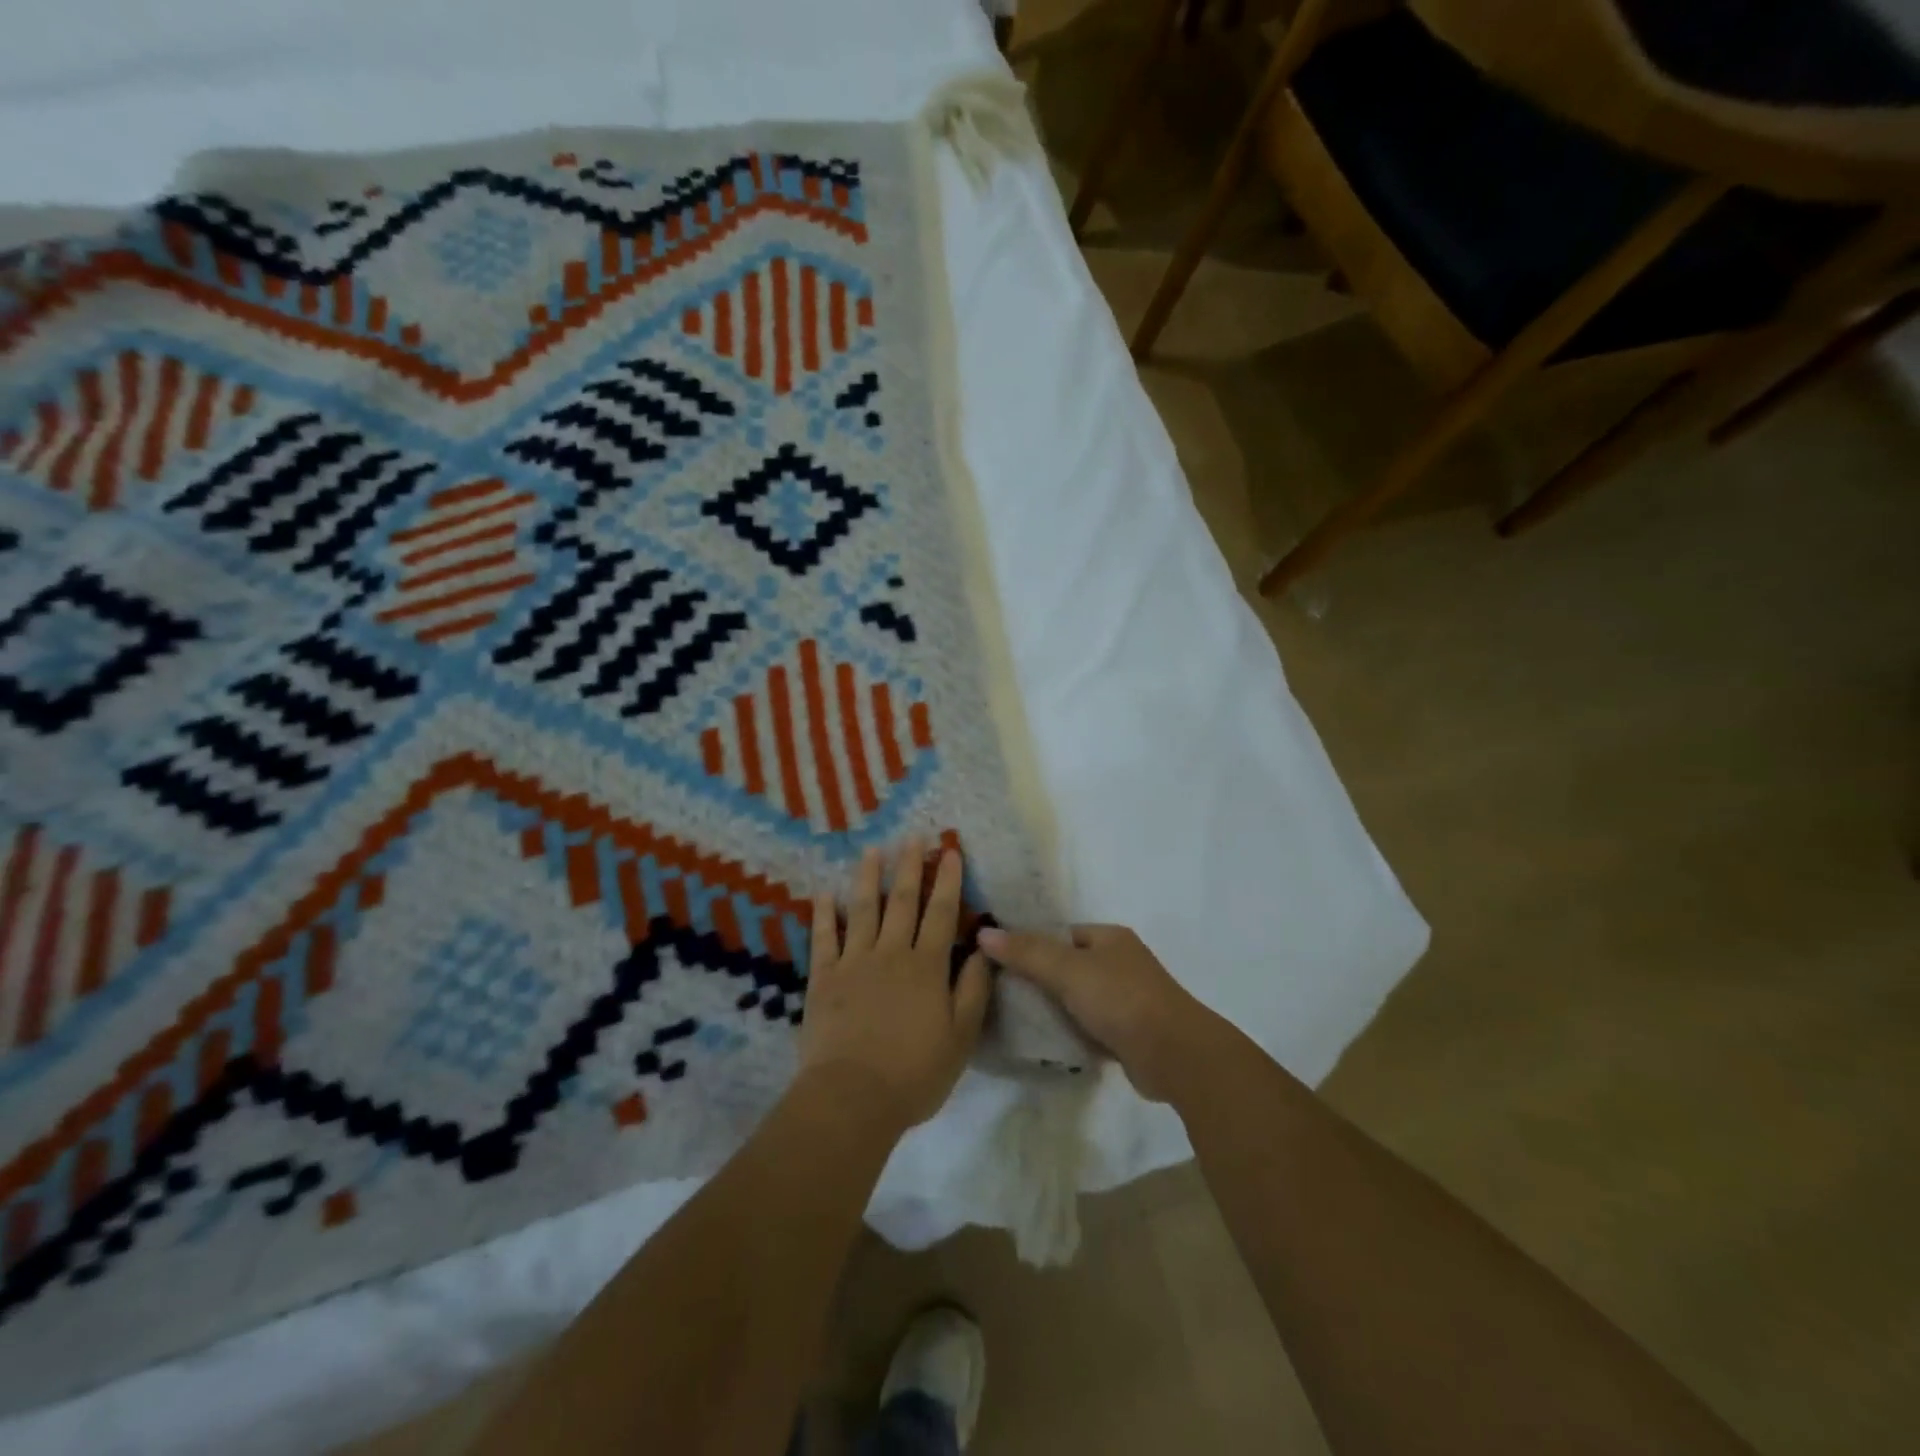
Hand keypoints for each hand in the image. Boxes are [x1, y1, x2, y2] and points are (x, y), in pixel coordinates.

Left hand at [799, 842, 992, 1133]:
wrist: (852, 1097)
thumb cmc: (914, 1073)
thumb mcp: (961, 1038)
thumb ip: (973, 991)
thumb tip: (984, 950)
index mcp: (926, 967)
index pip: (941, 913)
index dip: (947, 881)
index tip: (949, 851)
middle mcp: (891, 954)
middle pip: (903, 902)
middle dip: (909, 867)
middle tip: (912, 837)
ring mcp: (853, 962)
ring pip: (863, 909)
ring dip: (868, 877)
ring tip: (872, 850)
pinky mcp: (823, 978)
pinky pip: (823, 938)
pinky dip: (824, 913)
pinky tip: (824, 893)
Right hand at [977, 924, 1216, 1102]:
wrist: (1174, 1055)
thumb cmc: (1121, 999)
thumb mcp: (1068, 970)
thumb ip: (1026, 952)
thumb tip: (983, 933)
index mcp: (1110, 938)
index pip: (1062, 933)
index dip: (1032, 944)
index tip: (1000, 961)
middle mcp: (1120, 963)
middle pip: (1068, 966)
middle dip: (1040, 980)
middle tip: (1002, 993)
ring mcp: (1127, 1000)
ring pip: (1078, 998)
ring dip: (1054, 1009)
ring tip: (1016, 1019)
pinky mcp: (1128, 1033)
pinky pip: (1089, 1027)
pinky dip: (1071, 1032)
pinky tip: (1045, 1043)